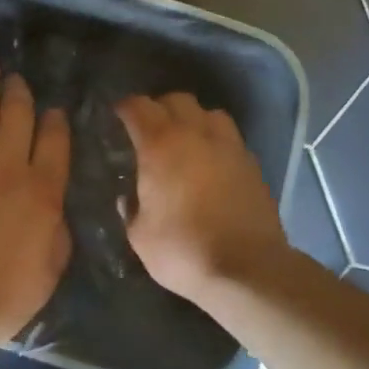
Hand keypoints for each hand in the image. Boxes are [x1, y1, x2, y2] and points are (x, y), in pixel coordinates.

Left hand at [0, 62, 71, 365]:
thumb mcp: (49, 272)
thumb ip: (57, 229)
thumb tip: (53, 201)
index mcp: (41, 191)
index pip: (55, 140)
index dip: (56, 120)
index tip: (54, 110)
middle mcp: (5, 164)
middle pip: (17, 114)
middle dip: (20, 92)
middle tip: (17, 79)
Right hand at [117, 93, 285, 303]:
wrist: (247, 269)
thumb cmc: (184, 250)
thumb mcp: (140, 236)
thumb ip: (130, 210)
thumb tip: (127, 198)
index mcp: (161, 144)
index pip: (138, 107)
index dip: (124, 107)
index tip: (117, 115)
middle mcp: (195, 133)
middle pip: (176, 99)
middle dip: (159, 108)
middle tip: (149, 129)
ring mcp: (228, 145)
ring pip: (209, 112)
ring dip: (193, 119)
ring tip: (185, 140)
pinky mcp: (251, 162)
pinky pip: (230, 137)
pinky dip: (216, 141)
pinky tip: (211, 163)